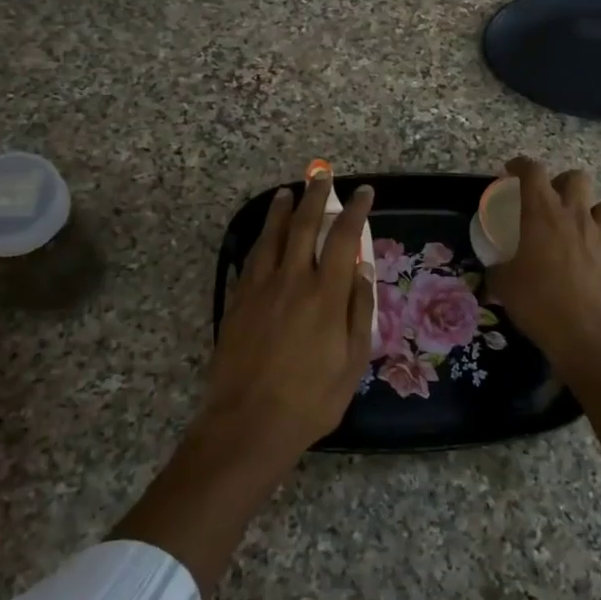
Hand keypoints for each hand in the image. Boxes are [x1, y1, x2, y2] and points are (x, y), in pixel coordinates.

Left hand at [111, 172, 374, 595]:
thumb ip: (360, 312)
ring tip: (286, 194)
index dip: (354, 210)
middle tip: (322, 175)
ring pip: (270, 237)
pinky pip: (249, 260)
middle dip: (315, 196)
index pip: (343, 237)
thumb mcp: (352, 362)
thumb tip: (363, 270)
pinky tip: (260, 238)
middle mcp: (291, 280)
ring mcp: (259, 289)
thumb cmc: (311, 400)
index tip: (362, 192)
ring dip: (280, 211)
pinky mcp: (237, 302)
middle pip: (303, 226)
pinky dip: (258, 242)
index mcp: (326, 294)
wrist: (248, 424)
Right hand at [487, 157, 600, 375]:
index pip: (532, 171)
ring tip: (575, 227)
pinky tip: (588, 260)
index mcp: (541, 213)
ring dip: (588, 208)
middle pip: (574, 178)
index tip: (511, 171)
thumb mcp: (504, 285)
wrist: (590, 335)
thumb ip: (499, 267)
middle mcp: (574, 215)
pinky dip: (599, 240)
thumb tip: (497, 268)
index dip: (520, 166)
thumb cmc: (539, 303)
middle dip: (560, 183)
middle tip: (547, 202)